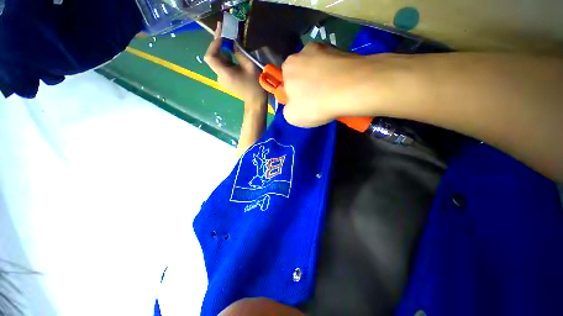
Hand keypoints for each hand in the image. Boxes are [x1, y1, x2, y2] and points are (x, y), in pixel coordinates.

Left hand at [204, 22, 266, 104]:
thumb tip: (232, 42)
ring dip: (223, 50)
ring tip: (230, 39)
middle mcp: (219, 76)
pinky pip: (223, 66)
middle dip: (218, 44)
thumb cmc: (254, 85)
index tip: (222, 35)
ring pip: (218, 61)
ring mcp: (222, 79)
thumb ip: (239, 52)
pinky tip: (233, 53)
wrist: (256, 101)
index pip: (210, 56)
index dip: (214, 44)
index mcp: (224, 73)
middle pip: (213, 57)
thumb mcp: (249, 66)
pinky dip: (226, 58)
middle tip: (224, 30)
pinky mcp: (226, 80)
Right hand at [282, 43, 369, 126]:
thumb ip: (287, 108)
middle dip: (308, 85)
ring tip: (333, 94)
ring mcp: (326, 47)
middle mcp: (304, 51)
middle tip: (319, 100)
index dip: (295, 94)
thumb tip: (294, 104)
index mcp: (289, 66)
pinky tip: (342, 86)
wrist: (352, 89)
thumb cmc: (316, 104)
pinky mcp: (343, 49)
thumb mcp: (292, 116)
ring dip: (323, 79)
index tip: (304, 104)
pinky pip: (334, 65)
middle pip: (303, 72)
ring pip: (320, 67)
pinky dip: (336, 74)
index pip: (287, 81)